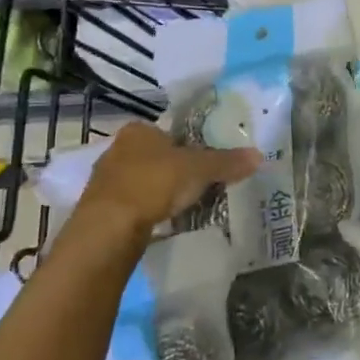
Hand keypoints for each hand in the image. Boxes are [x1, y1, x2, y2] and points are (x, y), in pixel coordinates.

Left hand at [68, 122, 259, 249]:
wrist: (109, 228)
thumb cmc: (154, 183)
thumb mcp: (198, 169)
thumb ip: (227, 162)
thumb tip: (260, 155)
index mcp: (138, 131)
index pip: (167, 131)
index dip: (186, 145)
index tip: (202, 162)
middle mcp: (117, 149)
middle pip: (154, 156)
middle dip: (173, 170)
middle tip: (197, 185)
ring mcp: (104, 180)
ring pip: (141, 181)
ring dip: (158, 192)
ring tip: (182, 206)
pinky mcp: (100, 209)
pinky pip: (132, 205)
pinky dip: (146, 212)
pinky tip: (160, 223)